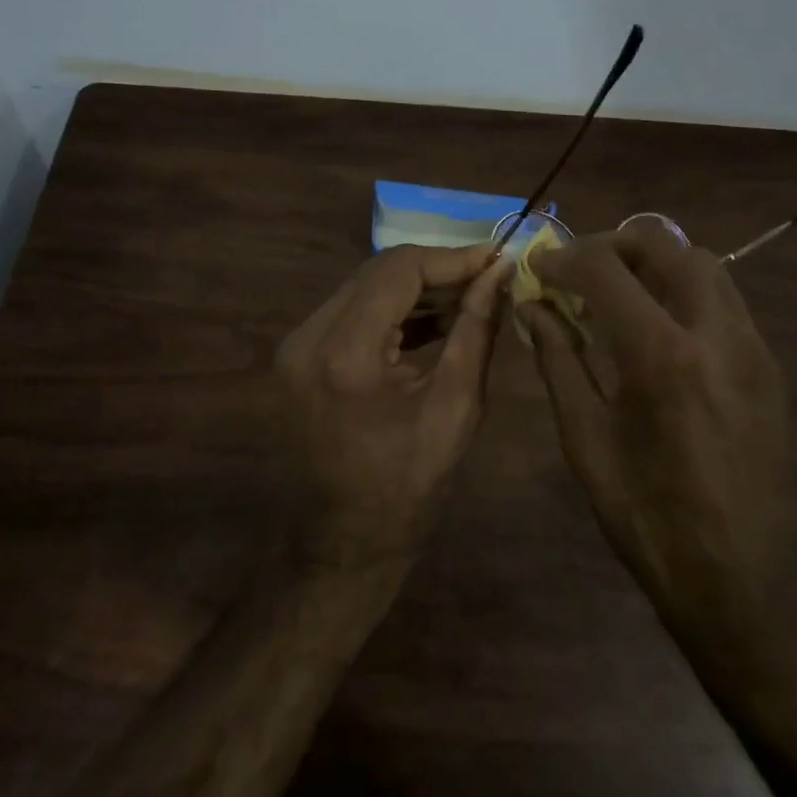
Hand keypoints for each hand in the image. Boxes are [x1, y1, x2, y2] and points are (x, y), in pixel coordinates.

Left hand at [276, 243, 511, 567]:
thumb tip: (500, 274)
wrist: (346, 539)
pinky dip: (392, 309)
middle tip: (487, 276)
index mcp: (345, 353)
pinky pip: (351, 312)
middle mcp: (309, 337)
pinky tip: (434, 317)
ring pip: (364, 287)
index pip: (399, 270)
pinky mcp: (299, 355)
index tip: (496, 258)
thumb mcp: (456, 405)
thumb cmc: (410, 484)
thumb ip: (477, 329)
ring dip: (416, 288)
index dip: (452, 257)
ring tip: (469, 295)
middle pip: (377, 272)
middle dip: (436, 269)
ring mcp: (297, 345)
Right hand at [519, 219, 796, 639]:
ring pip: (702, 262)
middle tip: (577, 272)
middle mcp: (715, 332)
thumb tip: (533, 306)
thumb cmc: (649, 518)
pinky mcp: (767, 363)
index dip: (563, 258)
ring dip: (652, 260)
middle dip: (611, 244)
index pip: (605, 269)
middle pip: (663, 242)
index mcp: (661, 356)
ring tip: (616, 293)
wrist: (745, 580)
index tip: (538, 268)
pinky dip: (682, 287)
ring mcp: (751, 345)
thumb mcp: (586, 440)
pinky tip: (656, 326)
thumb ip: (558, 360)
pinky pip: (723, 297)